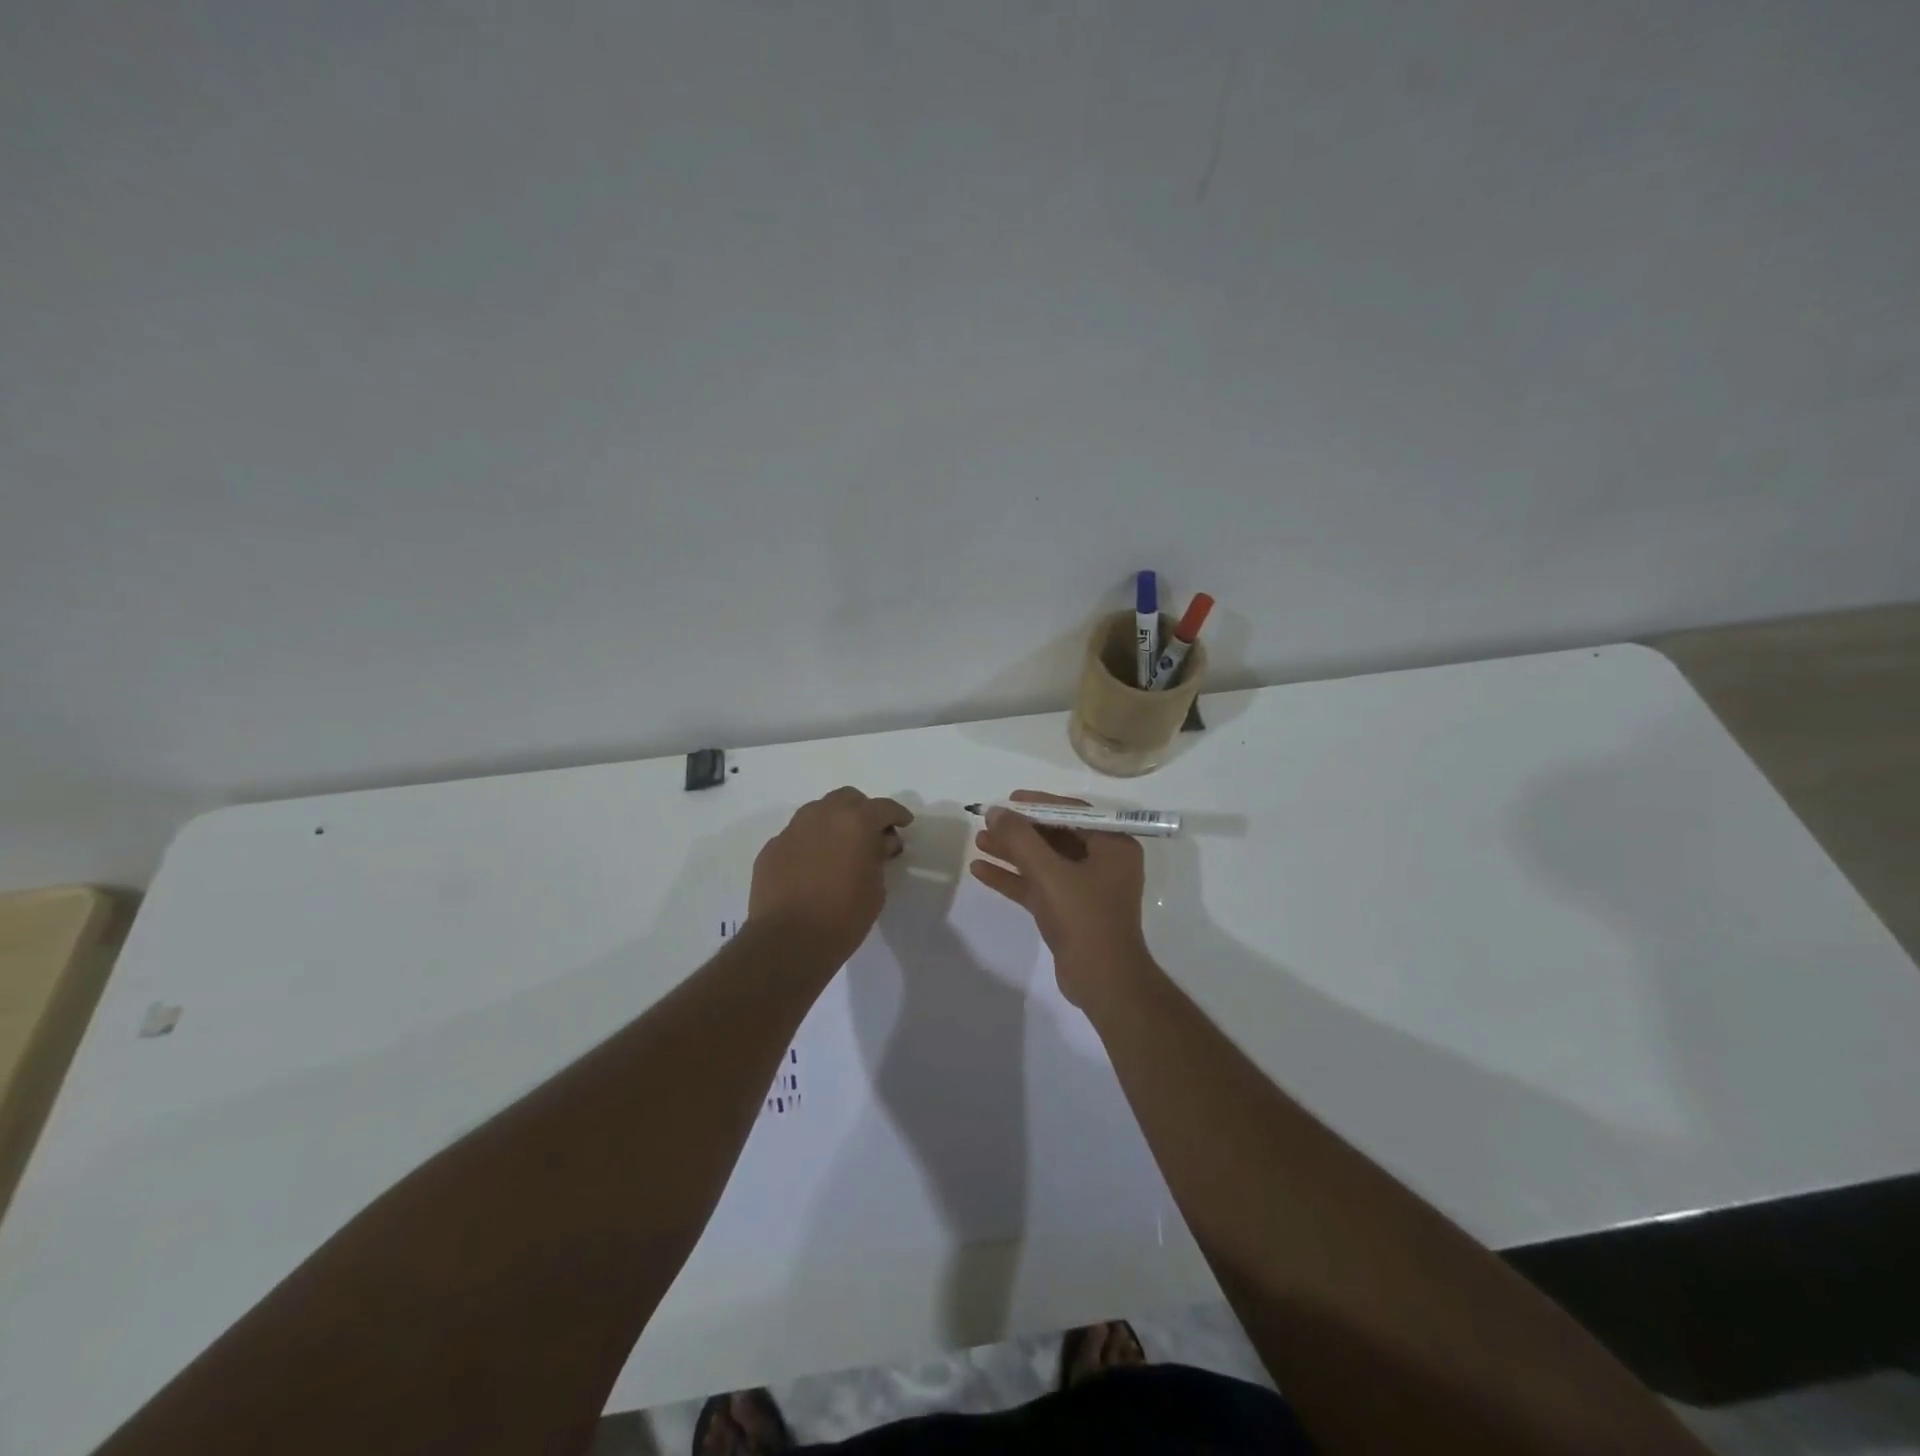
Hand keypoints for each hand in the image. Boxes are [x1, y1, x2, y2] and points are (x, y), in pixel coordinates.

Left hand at [749, 787, 913, 964]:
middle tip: (870, 834)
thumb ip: (878, 857)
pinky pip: (797, 836)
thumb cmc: (843, 917)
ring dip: (833, 823)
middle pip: (847, 799)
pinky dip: (809, 844)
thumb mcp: (876, 888)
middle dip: (862, 811)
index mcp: (855, 822)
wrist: (788, 942)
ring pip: (818, 812)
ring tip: (839, 848)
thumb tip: (877, 844)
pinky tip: (812, 867)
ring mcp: (792, 830)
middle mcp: (822, 816)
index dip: (897, 815)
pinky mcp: (771, 848)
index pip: (883, 807)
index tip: (903, 824)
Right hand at [969, 790, 1151, 1008]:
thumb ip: (1020, 839)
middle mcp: (1103, 862)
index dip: (1038, 804)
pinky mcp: (1069, 911)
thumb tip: (995, 811)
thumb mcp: (1050, 873)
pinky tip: (980, 871)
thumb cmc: (1085, 918)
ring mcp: (1086, 888)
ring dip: (1012, 852)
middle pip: (1055, 836)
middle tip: (987, 822)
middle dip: (1019, 831)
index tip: (1008, 800)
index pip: (1072, 813)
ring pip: (1043, 862)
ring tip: (978, 843)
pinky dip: (1013, 878)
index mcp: (1113, 846)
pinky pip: (1038, 885)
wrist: (1103, 982)